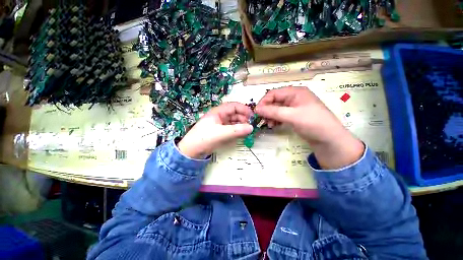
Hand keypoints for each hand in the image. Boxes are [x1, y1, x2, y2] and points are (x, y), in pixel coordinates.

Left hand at [178, 102, 253, 158]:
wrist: (191, 150)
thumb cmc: (204, 138)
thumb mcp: (221, 133)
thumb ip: (237, 130)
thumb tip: (251, 128)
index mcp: (218, 112)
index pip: (234, 106)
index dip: (244, 109)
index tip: (253, 117)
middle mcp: (219, 116)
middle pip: (235, 113)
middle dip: (244, 118)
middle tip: (251, 126)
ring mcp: (219, 124)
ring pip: (233, 121)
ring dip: (241, 125)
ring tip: (247, 131)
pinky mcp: (219, 132)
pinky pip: (231, 128)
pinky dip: (237, 131)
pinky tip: (241, 135)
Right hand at [255, 86, 363, 168]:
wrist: (330, 139)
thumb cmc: (313, 123)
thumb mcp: (292, 116)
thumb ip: (274, 111)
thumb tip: (256, 109)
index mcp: (296, 91)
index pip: (275, 93)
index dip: (264, 102)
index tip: (256, 113)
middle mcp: (297, 97)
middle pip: (277, 100)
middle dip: (268, 109)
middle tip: (262, 121)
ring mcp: (299, 107)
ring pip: (280, 108)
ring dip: (273, 115)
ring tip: (269, 125)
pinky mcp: (300, 117)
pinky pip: (286, 115)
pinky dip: (279, 119)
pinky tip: (275, 125)